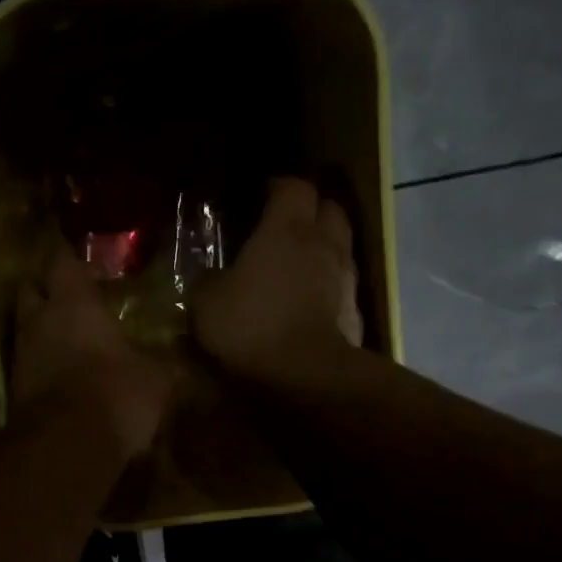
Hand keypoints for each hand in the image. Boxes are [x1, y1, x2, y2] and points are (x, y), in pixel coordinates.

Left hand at [12, 246, 171, 457]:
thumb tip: (174, 360)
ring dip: (43, 328)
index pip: (61, 260)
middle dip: (47, 288)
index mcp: (73, 303)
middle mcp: (39, 320)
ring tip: (71, 338)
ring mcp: (21, 354)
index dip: (72, 258)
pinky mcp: (14, 387)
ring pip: (26, 326)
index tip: (89, 265)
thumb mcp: (156, 378)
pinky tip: (64, 372)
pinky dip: (42, 361)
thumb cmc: (114, 394)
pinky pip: (27, 361)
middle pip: (30, 288)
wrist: (64, 448)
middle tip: (72, 297)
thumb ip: (161, 362)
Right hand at [191, 177, 362, 383]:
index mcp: (286, 230)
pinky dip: (328, 283)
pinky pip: (343, 284)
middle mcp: (323, 244)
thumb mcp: (206, 301)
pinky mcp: (355, 311)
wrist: (304, 375)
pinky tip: (310, 299)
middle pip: (329, 208)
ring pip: (341, 245)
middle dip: (311, 209)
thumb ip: (209, 280)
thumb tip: (213, 277)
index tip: (262, 193)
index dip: (279, 186)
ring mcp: (345, 278)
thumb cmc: (250, 325)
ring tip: (299, 261)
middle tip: (286, 222)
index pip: (293, 187)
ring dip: (323, 246)